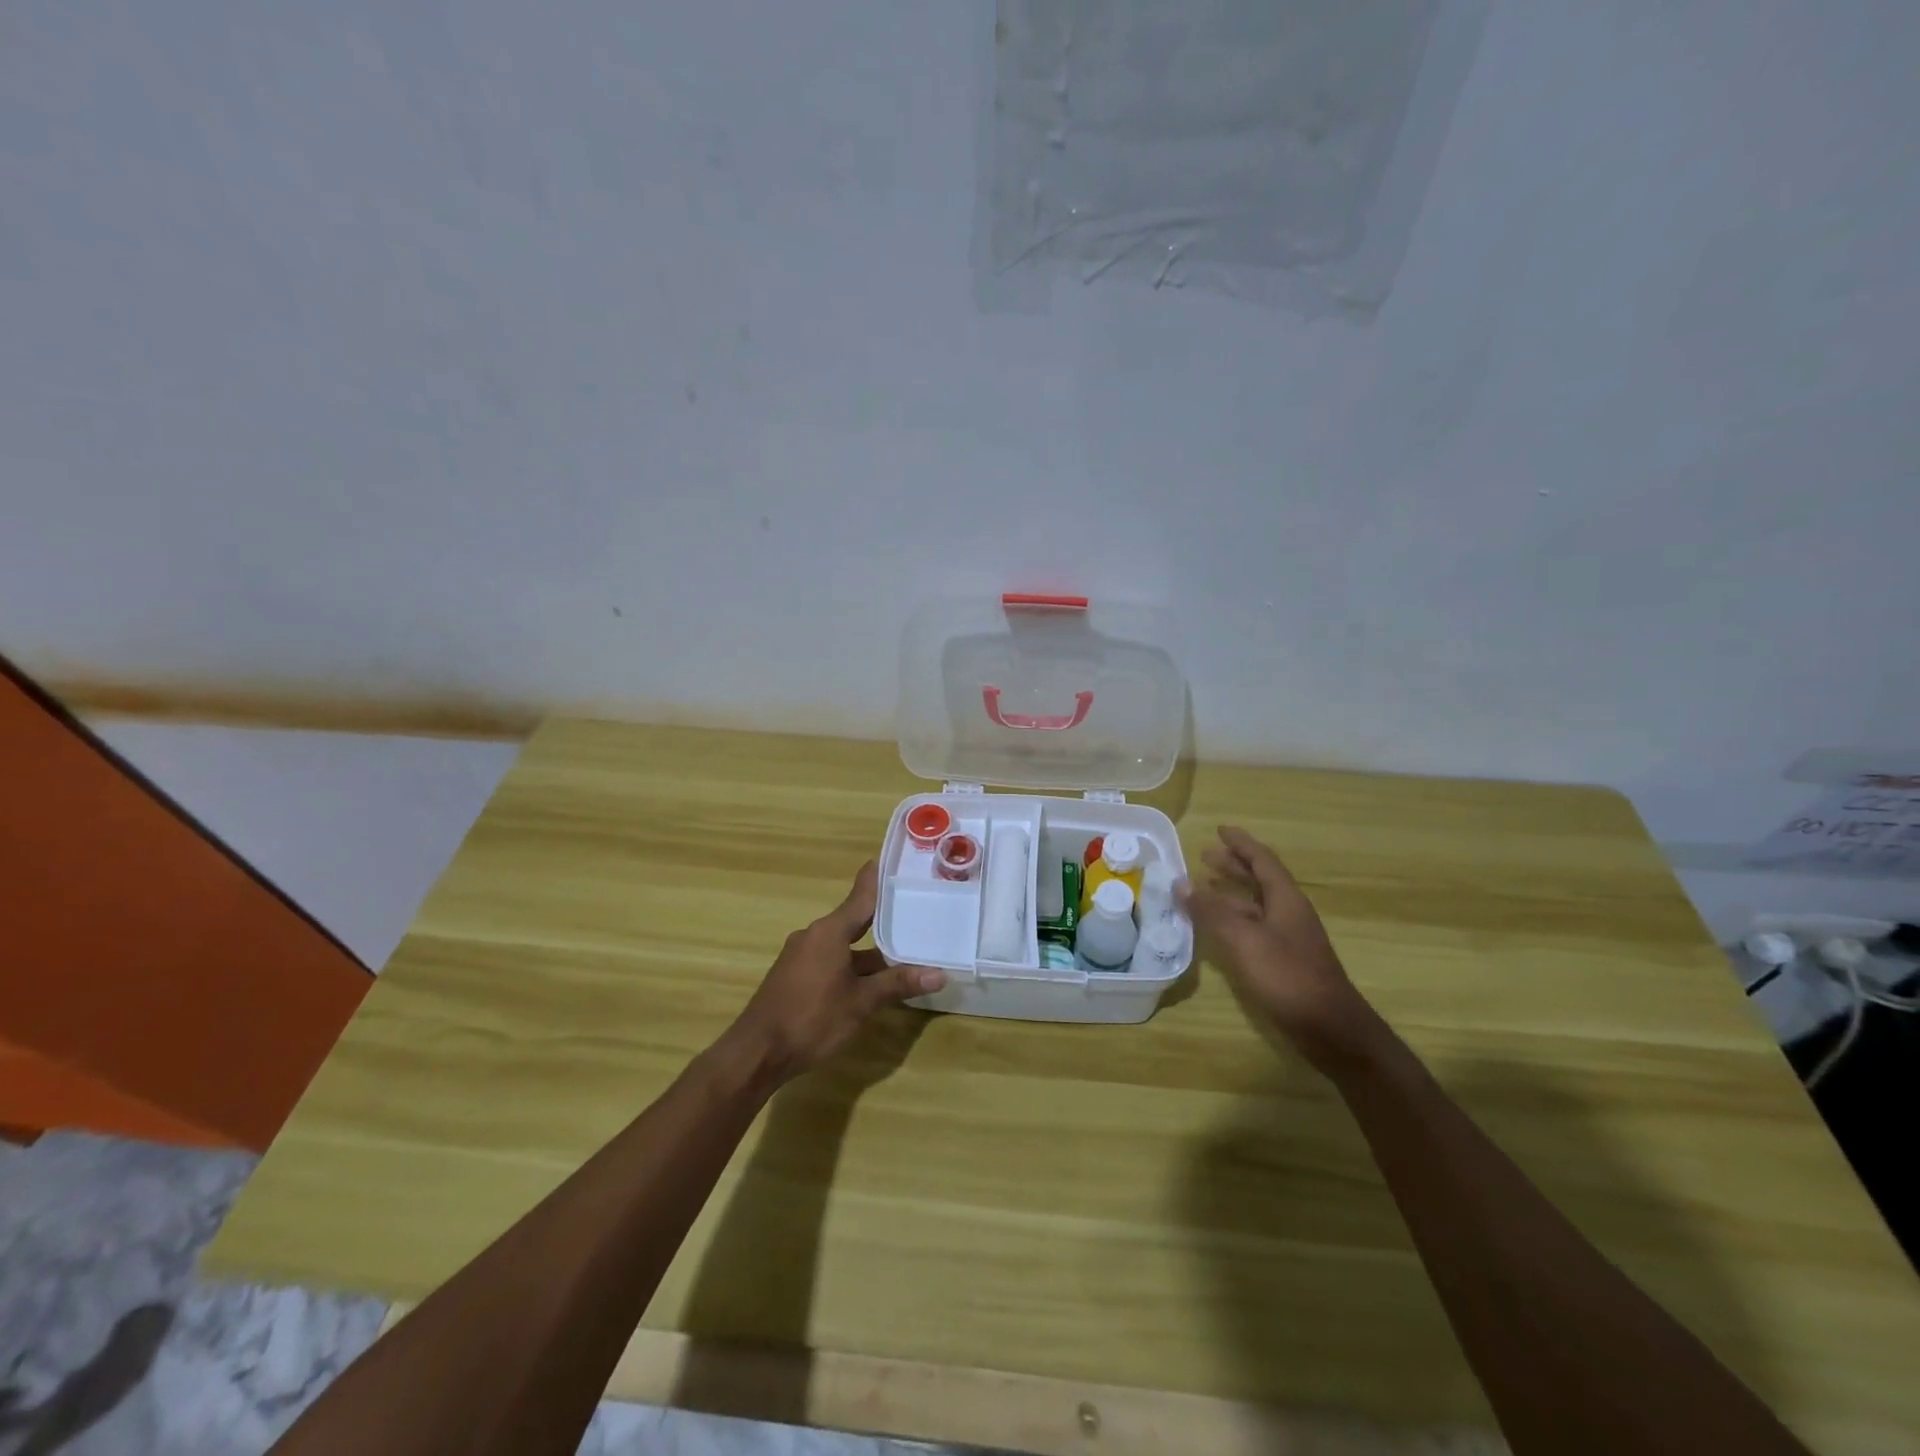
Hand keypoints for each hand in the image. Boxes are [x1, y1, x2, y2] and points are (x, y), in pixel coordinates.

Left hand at [721, 861, 944, 1086]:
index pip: (861, 895)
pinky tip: (872, 980)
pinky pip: (830, 960)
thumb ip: (898, 984)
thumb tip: (939, 974)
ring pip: (843, 945)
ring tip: (904, 950)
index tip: (896, 858)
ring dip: (870, 950)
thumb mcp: (861, 1003)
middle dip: (883, 919)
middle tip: (915, 909)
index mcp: (829, 931)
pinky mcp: (795, 976)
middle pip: (855, 920)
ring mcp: (801, 956)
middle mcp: (814, 935)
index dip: (879, 877)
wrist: (757, 1052)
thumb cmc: (812, 1018)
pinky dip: (852, 964)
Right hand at [1179, 826, 1380, 1071]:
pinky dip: (1233, 918)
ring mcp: (1288, 937)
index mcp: (1285, 899)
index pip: (1262, 860)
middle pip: (1260, 879)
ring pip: (1256, 904)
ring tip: (1204, 887)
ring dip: (1231, 892)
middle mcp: (1289, 912)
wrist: (1329, 1028)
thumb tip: (1182, 882)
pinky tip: (1217, 928)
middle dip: (1234, 865)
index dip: (1241, 843)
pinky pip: (1254, 926)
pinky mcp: (1284, 960)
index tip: (1220, 829)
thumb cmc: (1287, 976)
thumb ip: (1211, 911)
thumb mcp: (1243, 939)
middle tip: (1205, 856)